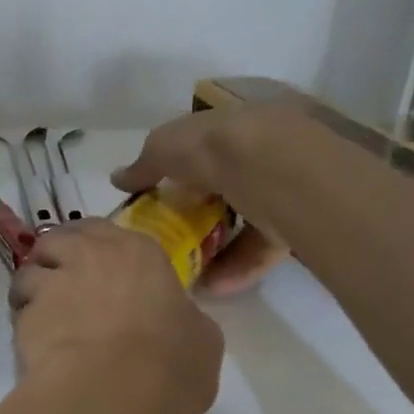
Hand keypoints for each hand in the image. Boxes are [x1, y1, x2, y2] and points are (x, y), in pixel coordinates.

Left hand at [9, 220, 222, 413]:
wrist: (112, 395)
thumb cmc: (170, 365)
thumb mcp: (201, 341)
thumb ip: (183, 319)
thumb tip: (174, 321)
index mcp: (137, 253)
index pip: (105, 231)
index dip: (98, 250)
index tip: (101, 272)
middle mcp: (88, 255)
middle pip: (58, 240)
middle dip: (57, 257)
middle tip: (65, 286)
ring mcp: (51, 284)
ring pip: (28, 272)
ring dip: (32, 289)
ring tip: (43, 317)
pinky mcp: (24, 317)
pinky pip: (19, 312)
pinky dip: (23, 323)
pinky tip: (37, 347)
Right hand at [111, 107, 296, 294]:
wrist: (275, 169)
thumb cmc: (213, 148)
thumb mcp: (163, 148)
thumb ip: (142, 166)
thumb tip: (117, 178)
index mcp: (229, 127)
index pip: (201, 149)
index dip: (178, 172)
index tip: (157, 200)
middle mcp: (257, 154)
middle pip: (223, 187)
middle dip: (199, 213)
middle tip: (172, 239)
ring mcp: (280, 189)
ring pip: (244, 219)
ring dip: (217, 247)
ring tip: (189, 272)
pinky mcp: (296, 223)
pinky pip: (261, 248)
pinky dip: (238, 267)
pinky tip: (214, 286)